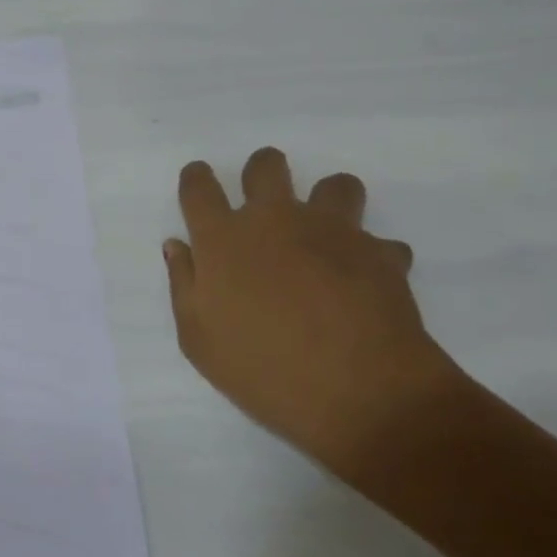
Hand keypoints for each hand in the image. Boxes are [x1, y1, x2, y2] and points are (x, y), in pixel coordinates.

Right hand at [163, 147, 461, 475]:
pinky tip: (364, 283)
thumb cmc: (262, 370)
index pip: (199, 187)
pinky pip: (378, 241)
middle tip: (263, 207)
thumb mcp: (199, 340)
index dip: (196, 179)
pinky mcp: (379, 252)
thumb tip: (178, 246)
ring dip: (327, 203)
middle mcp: (276, 220)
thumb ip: (184, 284)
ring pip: (335, 185)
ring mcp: (332, 230)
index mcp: (224, 239)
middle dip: (261, 172)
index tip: (199, 185)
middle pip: (266, 165)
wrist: (357, 391)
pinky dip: (370, 256)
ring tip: (325, 237)